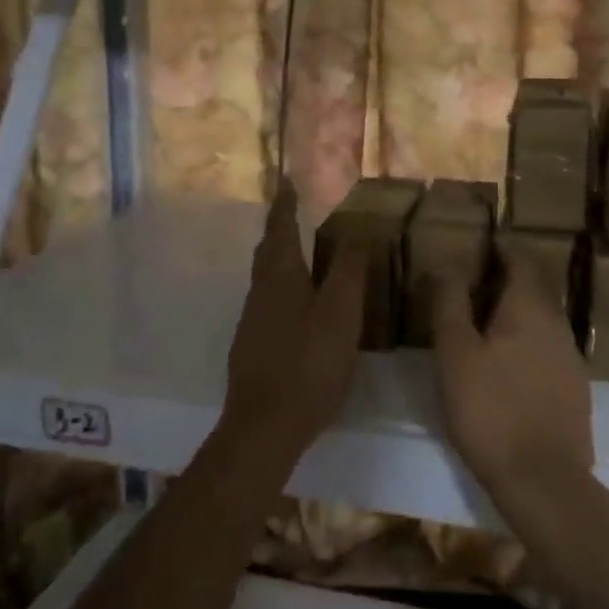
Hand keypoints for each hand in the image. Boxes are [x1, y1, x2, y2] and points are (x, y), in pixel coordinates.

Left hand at [222, 179, 365, 455]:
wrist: (265, 425)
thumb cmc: (308, 364)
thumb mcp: (340, 314)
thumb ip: (348, 271)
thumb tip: (356, 230)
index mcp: (279, 278)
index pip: (279, 229)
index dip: (284, 205)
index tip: (287, 182)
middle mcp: (259, 293)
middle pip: (267, 252)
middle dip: (279, 230)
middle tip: (294, 214)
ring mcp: (252, 322)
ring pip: (265, 279)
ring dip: (280, 260)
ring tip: (302, 255)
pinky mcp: (252, 348)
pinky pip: (268, 304)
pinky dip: (281, 289)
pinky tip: (297, 308)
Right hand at [432, 259, 593, 517]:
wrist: (543, 481)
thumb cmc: (490, 409)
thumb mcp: (455, 354)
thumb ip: (450, 303)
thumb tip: (448, 264)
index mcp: (530, 307)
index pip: (521, 259)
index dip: (501, 249)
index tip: (477, 249)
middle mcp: (558, 323)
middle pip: (535, 287)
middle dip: (507, 280)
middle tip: (472, 287)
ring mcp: (572, 357)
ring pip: (543, 319)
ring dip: (516, 313)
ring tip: (484, 326)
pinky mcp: (575, 389)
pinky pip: (549, 348)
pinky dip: (527, 342)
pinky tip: (508, 366)